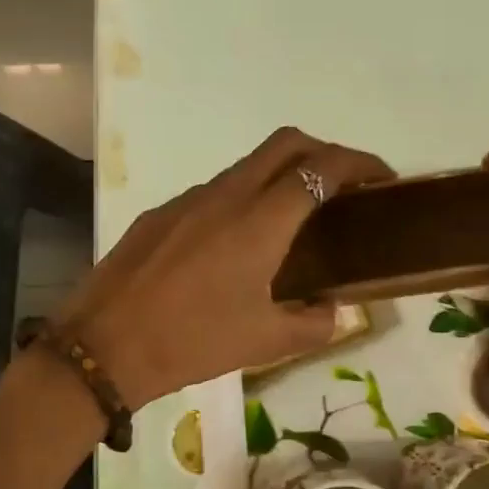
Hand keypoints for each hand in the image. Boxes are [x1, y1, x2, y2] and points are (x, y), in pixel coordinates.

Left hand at [59, 128, 393, 404]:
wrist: (105, 345)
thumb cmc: (192, 341)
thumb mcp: (265, 342)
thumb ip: (314, 323)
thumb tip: (332, 309)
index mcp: (260, 220)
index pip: (322, 167)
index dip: (360, 163)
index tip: (383, 178)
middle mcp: (226, 195)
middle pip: (285, 143)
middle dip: (324, 152)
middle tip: (344, 186)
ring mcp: (188, 199)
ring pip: (247, 166)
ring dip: (279, 177)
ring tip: (293, 221)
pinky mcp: (160, 213)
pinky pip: (213, 192)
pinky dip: (241, 200)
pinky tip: (235, 245)